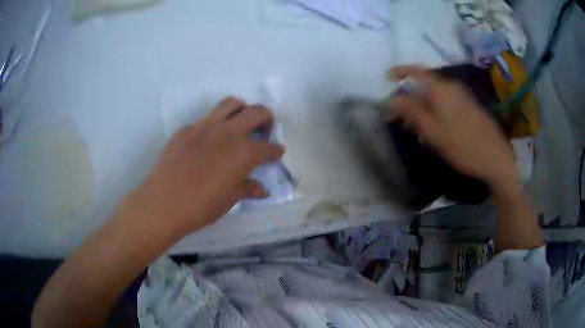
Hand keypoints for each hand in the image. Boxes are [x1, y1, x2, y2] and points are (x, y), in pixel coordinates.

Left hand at [127, 97, 283, 236]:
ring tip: (238, 124)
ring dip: (241, 110)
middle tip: (263, 130)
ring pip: (230, 104)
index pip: (268, 147)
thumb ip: (248, 188)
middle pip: (256, 112)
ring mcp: (205, 127)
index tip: (277, 152)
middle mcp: (227, 133)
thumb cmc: (201, 206)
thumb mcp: (229, 199)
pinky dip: (213, 126)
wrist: (163, 203)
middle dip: (266, 118)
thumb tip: (262, 189)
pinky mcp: (186, 129)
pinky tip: (207, 143)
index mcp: (243, 152)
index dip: (275, 150)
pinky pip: (204, 120)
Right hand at [387, 66, 517, 190]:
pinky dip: (437, 114)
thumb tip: (390, 100)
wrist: (496, 157)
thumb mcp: (432, 131)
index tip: (387, 79)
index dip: (400, 72)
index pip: (416, 71)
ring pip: (436, 98)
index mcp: (441, 89)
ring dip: (424, 110)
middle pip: (425, 87)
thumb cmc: (462, 145)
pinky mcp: (470, 108)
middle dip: (411, 101)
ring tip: (420, 133)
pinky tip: (438, 133)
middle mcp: (452, 87)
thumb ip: (410, 112)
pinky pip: (447, 105)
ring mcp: (463, 97)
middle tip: (403, 121)